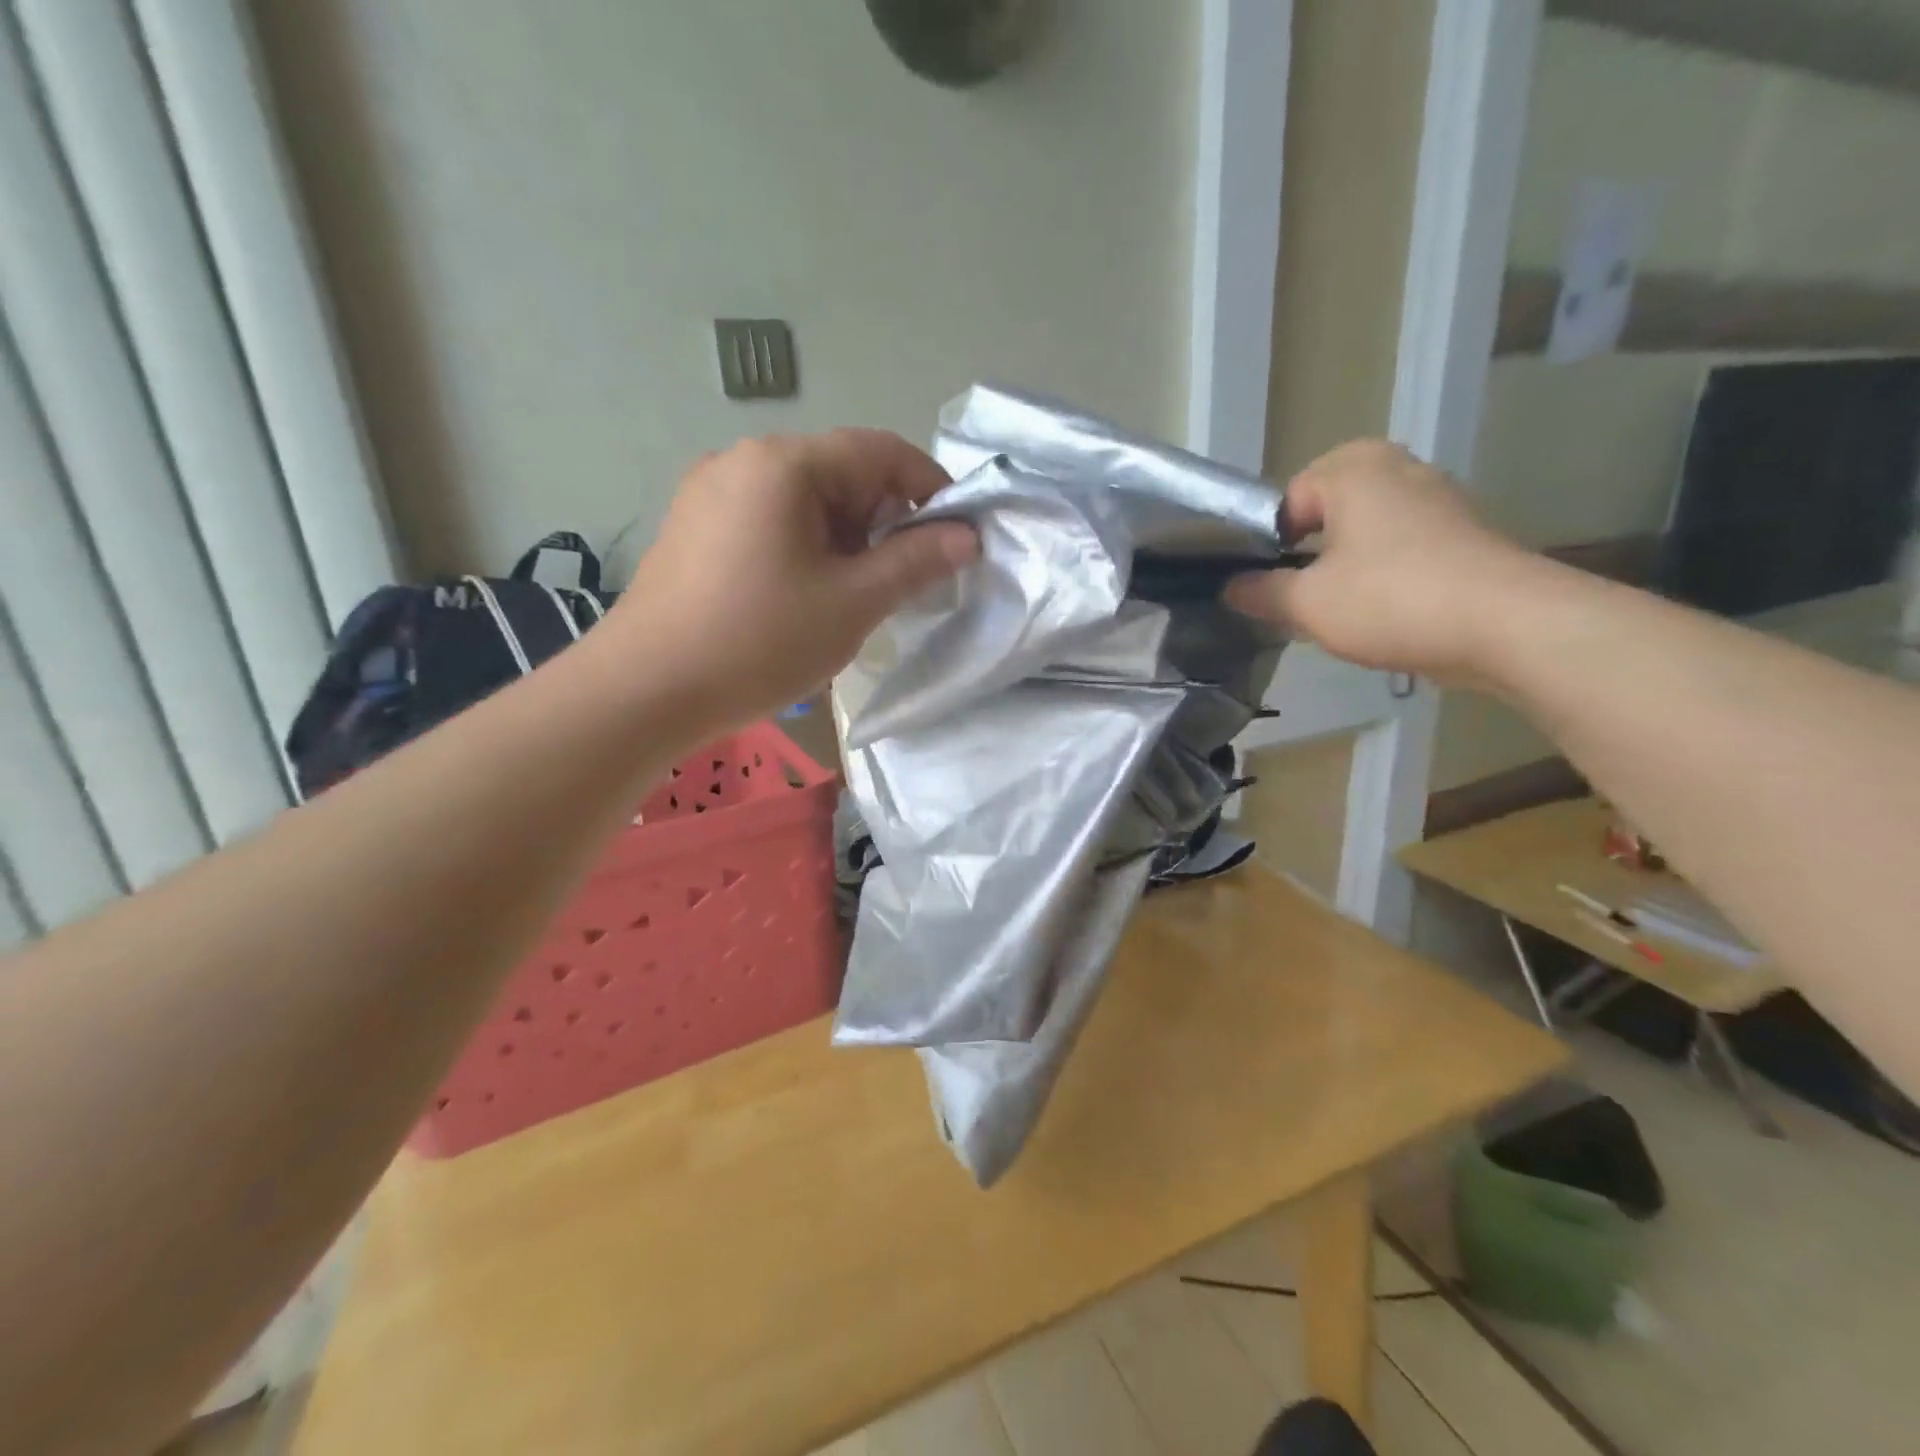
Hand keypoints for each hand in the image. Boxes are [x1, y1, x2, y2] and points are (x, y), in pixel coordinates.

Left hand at [609, 428, 979, 728]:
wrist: (645, 691)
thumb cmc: (759, 642)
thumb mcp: (853, 603)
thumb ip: (916, 561)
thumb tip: (967, 536)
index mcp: (784, 463)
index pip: (880, 450)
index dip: (930, 486)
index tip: (958, 534)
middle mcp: (742, 459)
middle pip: (840, 471)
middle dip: (884, 518)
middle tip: (903, 577)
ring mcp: (710, 491)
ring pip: (804, 499)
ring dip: (846, 537)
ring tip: (854, 594)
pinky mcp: (693, 526)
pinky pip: (769, 519)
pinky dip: (805, 545)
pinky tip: (805, 594)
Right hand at [1223, 440, 1533, 683]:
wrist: (1509, 625)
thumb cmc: (1391, 600)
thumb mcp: (1306, 604)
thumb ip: (1260, 592)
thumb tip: (1231, 587)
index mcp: (1352, 469)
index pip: (1285, 500)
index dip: (1266, 543)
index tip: (1264, 584)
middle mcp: (1397, 468)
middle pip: (1326, 510)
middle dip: (1306, 551)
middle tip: (1296, 595)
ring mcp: (1437, 498)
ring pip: (1365, 529)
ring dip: (1343, 564)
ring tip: (1335, 609)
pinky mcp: (1463, 533)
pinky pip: (1401, 545)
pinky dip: (1381, 572)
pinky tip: (1379, 611)